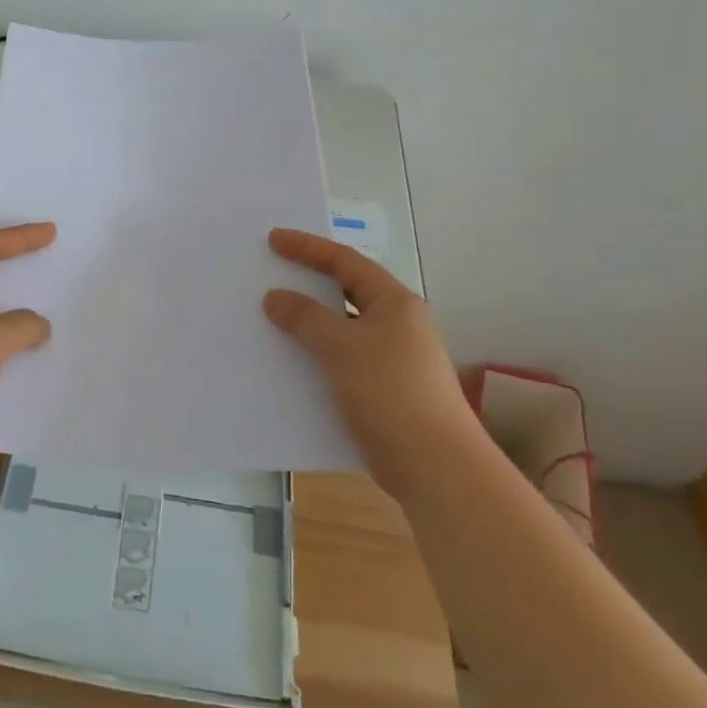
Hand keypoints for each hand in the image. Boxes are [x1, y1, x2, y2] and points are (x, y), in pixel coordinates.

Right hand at [263, 228, 470, 500]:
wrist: (435, 467)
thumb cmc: (391, 393)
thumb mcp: (343, 347)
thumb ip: (306, 318)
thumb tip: (275, 297)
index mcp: (394, 303)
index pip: (346, 262)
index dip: (308, 248)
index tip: (273, 239)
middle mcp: (397, 325)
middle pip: (345, 293)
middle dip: (308, 284)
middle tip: (271, 275)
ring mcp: (391, 360)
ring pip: (341, 330)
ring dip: (308, 325)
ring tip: (271, 319)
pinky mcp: (383, 391)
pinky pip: (341, 362)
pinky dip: (315, 358)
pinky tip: (289, 365)